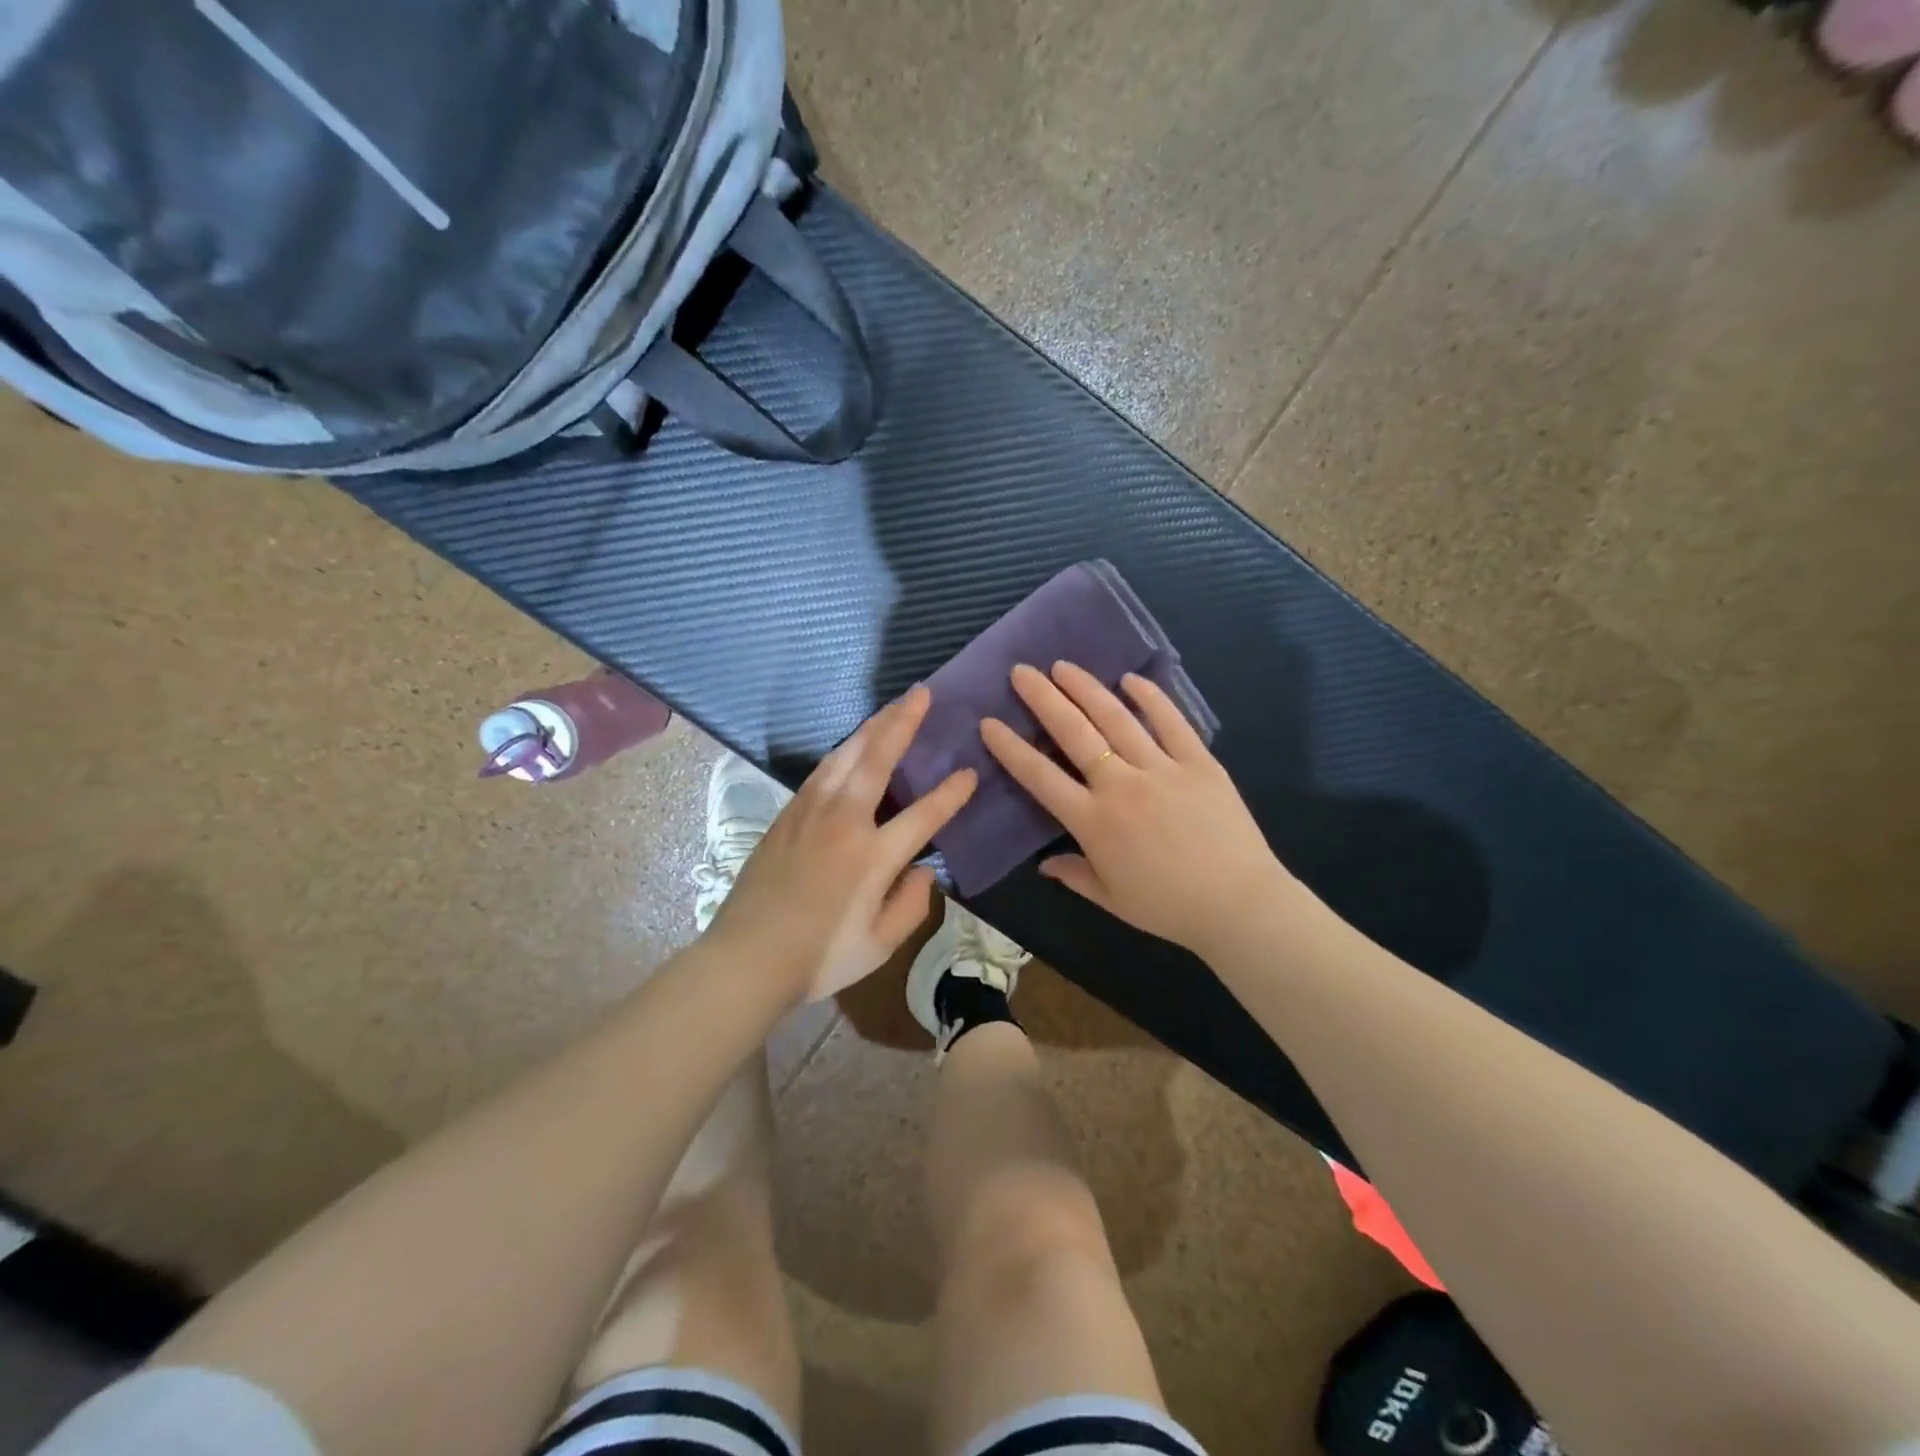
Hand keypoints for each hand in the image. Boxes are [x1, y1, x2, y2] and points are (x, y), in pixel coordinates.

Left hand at [705, 685, 976, 1001]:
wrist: (746, 959)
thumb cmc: (818, 957)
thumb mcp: (879, 945)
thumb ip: (911, 905)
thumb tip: (925, 871)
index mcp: (871, 857)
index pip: (923, 815)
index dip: (951, 793)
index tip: (969, 773)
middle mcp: (842, 822)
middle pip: (877, 759)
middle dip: (902, 722)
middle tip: (922, 693)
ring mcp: (810, 813)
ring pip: (845, 755)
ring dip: (871, 727)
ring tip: (892, 707)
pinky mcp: (787, 815)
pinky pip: (822, 770)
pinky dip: (843, 750)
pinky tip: (852, 745)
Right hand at [980, 662, 1292, 959]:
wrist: (1239, 905)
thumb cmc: (1169, 907)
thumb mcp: (1111, 899)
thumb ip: (1074, 875)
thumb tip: (1043, 864)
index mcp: (1094, 822)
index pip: (1040, 776)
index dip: (1011, 748)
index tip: (989, 723)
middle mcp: (1121, 786)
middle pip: (1075, 733)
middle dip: (1043, 699)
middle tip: (1021, 672)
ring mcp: (1162, 769)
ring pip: (1117, 719)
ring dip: (1086, 688)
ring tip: (1063, 666)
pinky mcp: (1199, 762)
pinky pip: (1171, 722)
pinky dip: (1151, 697)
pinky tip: (1130, 679)